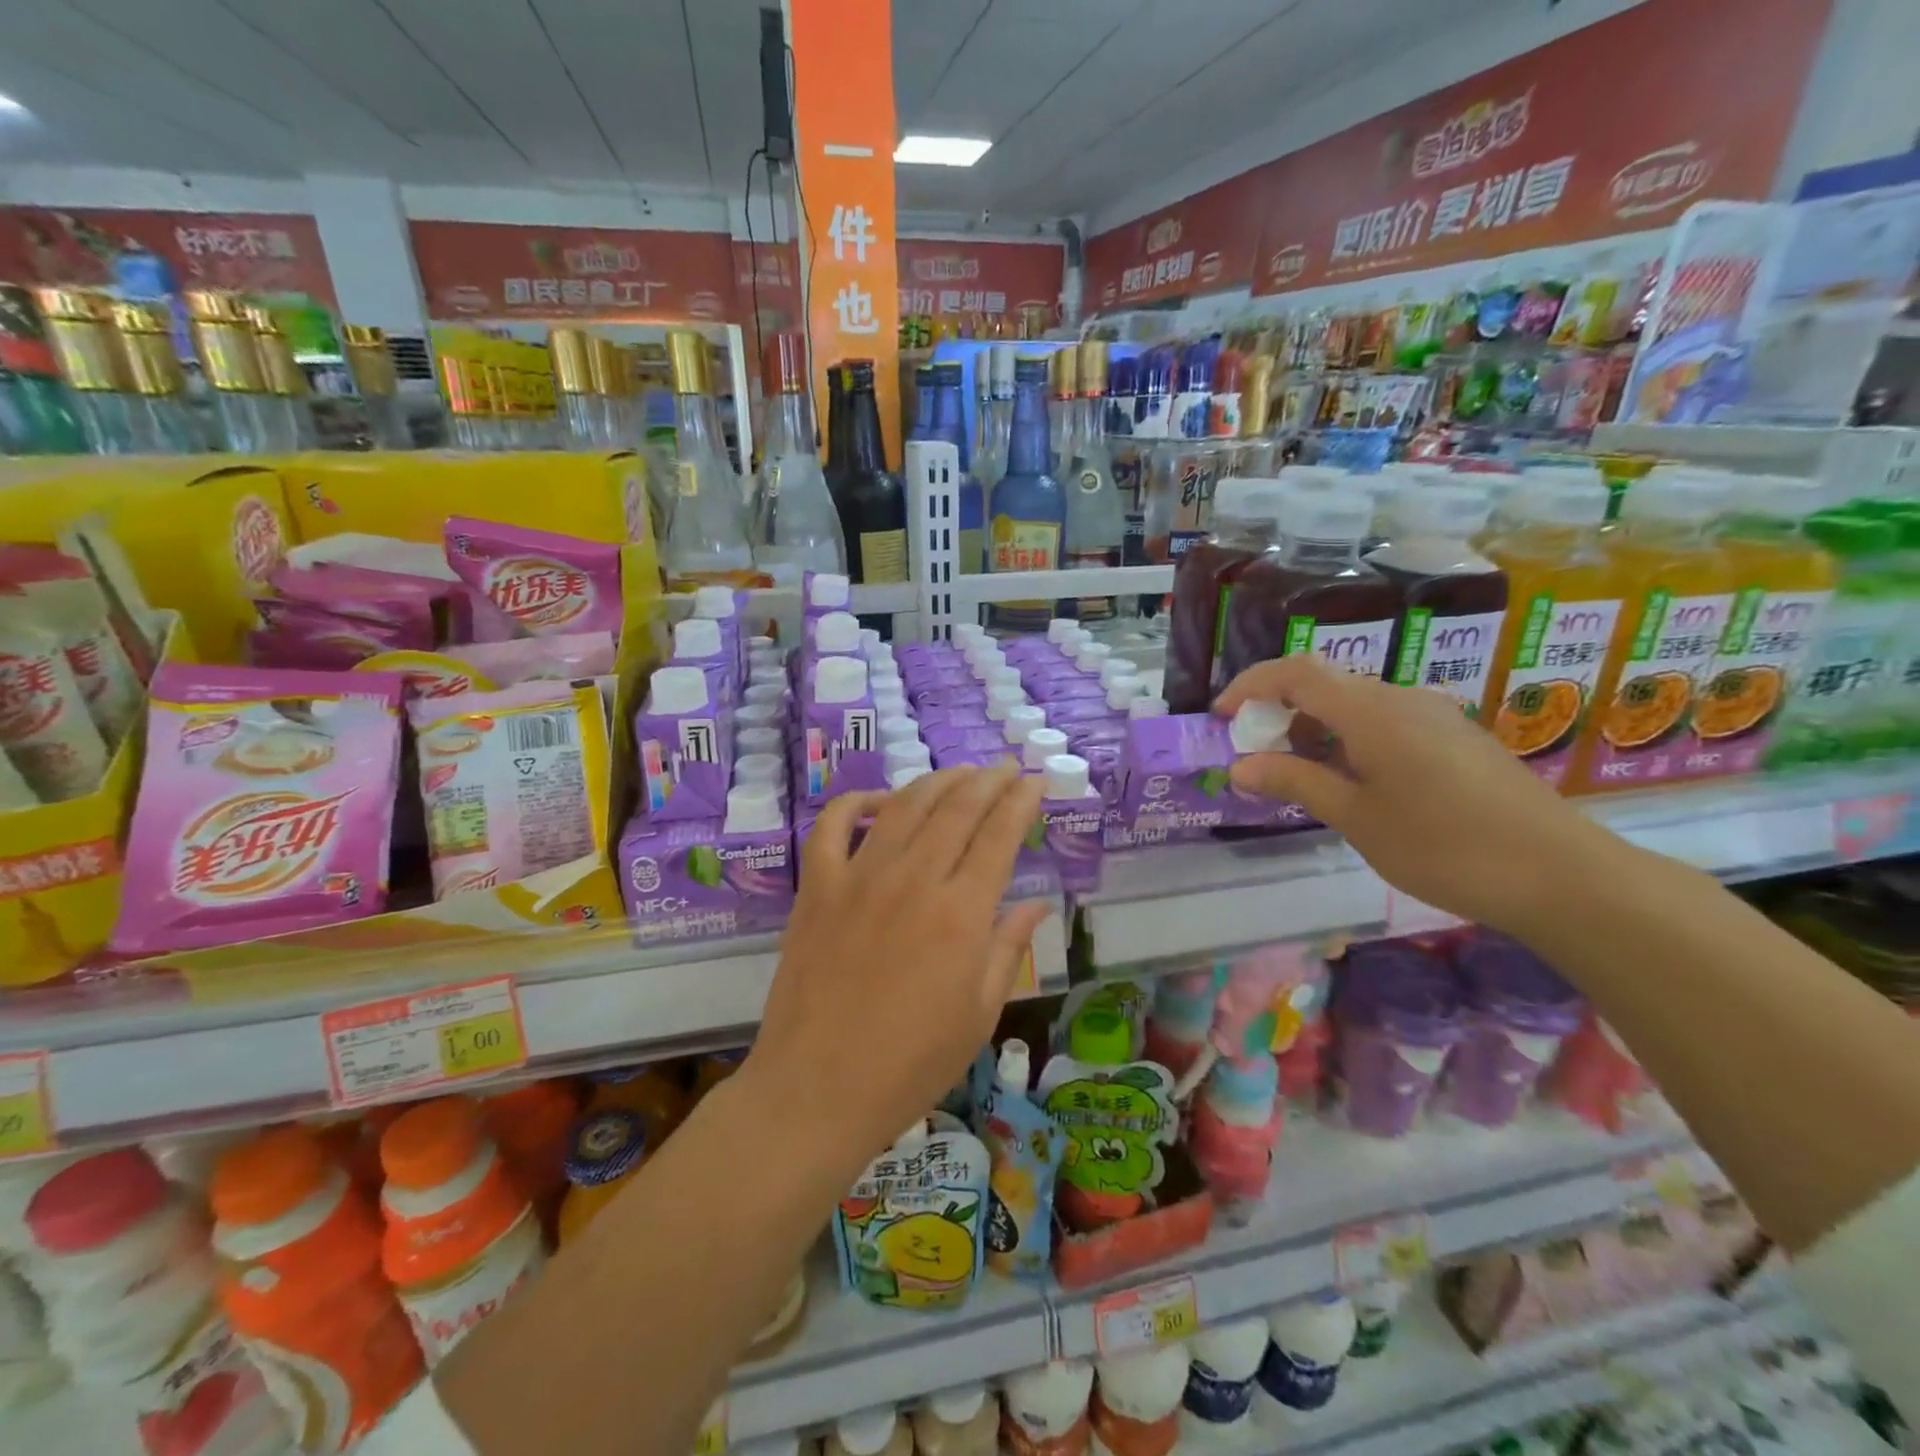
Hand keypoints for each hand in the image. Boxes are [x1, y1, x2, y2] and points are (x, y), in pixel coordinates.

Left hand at [749, 763, 1048, 1165]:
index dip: (1021, 802)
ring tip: (959, 774)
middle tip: (1004, 768)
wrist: (816, 1090)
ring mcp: (859, 878)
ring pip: (904, 807)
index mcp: (961, 915)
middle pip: (957, 809)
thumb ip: (1008, 948)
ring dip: (936, 781)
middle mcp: (913, 881)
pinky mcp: (817, 888)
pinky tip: (879, 800)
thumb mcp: (978, 1015)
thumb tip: (1037, 903)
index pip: (999, 836)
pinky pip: (831, 826)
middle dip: (987, 781)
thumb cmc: (910, 1065)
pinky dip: (856, 802)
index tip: (1034, 781)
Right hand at [1215, 656, 1618, 937]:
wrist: (1561, 874)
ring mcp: (1433, 716)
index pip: (1295, 672)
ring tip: (1295, 775)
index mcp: (1371, 711)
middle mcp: (1401, 699)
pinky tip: (1349, 782)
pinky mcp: (1453, 739)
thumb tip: (1240, 766)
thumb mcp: (1356, 817)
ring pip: (1354, 704)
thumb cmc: (1444, 846)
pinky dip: (1347, 740)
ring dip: (1313, 728)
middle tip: (1254, 755)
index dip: (1250, 685)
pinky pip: (1383, 722)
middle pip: (1324, 683)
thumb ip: (1295, 782)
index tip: (1221, 717)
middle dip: (1277, 710)